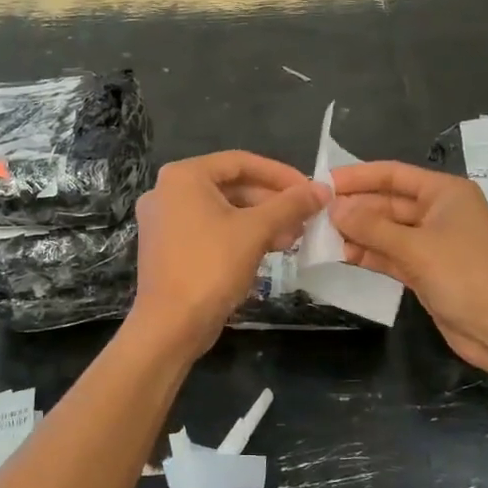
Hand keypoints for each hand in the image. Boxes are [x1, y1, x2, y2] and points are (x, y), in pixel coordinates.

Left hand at [129, 151, 326, 357]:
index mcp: (183, 176)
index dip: (280, 174)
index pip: (241, 162)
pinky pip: (210, 230)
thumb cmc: (211, 267)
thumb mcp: (256, 231)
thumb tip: (322, 189)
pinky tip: (269, 249)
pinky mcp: (169, 247)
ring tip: (293, 237)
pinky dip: (239, 235)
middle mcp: (168, 191)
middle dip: (272, 202)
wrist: (171, 325)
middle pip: (231, 186)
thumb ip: (290, 205)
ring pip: (223, 210)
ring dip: (260, 221)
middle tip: (304, 218)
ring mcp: (165, 221)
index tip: (309, 189)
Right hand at [328, 161, 487, 373]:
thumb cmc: (466, 275)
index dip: (358, 176)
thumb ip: (372, 227)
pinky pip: (391, 256)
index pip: (394, 175)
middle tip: (312, 214)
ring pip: (387, 232)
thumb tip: (334, 209)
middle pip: (388, 203)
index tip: (322, 183)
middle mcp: (439, 213)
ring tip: (318, 235)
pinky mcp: (427, 272)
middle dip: (354, 208)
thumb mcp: (416, 247)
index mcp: (445, 193)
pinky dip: (369, 255)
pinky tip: (340, 254)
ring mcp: (433, 244)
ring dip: (357, 233)